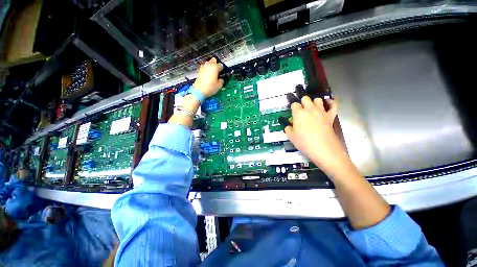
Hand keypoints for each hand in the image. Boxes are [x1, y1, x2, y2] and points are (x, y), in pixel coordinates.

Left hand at [193, 58, 223, 97]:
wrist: (199, 91)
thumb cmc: (210, 87)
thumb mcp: (219, 86)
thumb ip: (221, 81)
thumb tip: (221, 79)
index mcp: (215, 67)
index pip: (221, 65)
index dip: (222, 70)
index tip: (223, 74)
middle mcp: (209, 65)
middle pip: (213, 60)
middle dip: (216, 64)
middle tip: (218, 71)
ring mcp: (203, 67)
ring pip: (208, 63)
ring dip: (211, 66)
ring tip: (212, 73)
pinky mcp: (199, 71)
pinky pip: (204, 67)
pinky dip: (206, 70)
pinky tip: (208, 75)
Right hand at [284, 95, 352, 177]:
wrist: (323, 149)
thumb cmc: (304, 143)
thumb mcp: (291, 137)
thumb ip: (288, 129)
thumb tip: (289, 126)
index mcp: (299, 113)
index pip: (294, 105)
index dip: (293, 108)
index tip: (292, 113)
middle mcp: (310, 109)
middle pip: (306, 98)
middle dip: (302, 102)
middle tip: (301, 110)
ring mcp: (322, 111)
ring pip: (317, 99)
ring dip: (314, 102)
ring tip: (312, 109)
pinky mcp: (331, 116)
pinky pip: (333, 105)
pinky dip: (330, 103)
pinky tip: (327, 104)